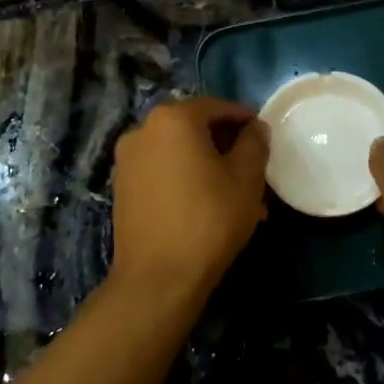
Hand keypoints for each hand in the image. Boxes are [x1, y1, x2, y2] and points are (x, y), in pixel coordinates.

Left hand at [109, 96, 270, 297]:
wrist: (158, 277)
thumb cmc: (209, 219)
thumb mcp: (246, 178)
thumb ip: (254, 143)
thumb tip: (255, 128)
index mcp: (173, 119)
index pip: (216, 106)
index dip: (243, 118)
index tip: (262, 135)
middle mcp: (142, 130)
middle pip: (193, 127)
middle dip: (224, 144)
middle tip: (251, 166)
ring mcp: (127, 159)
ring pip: (177, 152)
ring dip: (205, 164)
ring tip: (233, 193)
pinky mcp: (121, 187)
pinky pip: (161, 172)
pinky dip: (184, 179)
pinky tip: (205, 205)